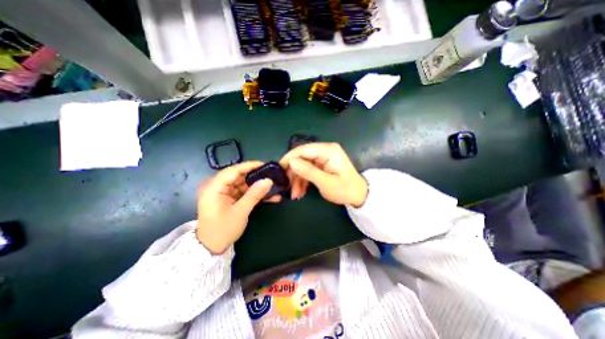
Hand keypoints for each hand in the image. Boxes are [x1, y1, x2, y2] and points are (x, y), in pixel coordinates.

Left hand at [195, 162, 279, 253]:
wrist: (210, 248)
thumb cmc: (222, 230)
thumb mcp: (240, 212)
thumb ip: (254, 195)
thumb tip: (268, 181)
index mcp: (214, 187)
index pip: (233, 170)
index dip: (250, 166)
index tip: (265, 165)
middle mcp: (217, 187)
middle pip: (239, 176)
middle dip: (256, 176)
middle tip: (271, 176)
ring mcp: (223, 193)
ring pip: (242, 184)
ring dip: (257, 186)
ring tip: (272, 186)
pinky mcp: (228, 198)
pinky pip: (242, 192)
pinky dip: (254, 194)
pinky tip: (267, 196)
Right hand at [280, 141, 368, 206]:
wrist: (359, 195)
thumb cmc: (345, 190)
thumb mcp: (326, 183)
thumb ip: (308, 171)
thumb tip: (291, 162)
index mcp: (328, 150)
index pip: (303, 150)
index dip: (289, 158)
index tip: (279, 169)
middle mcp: (325, 150)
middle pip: (302, 157)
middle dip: (294, 173)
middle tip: (288, 187)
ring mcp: (323, 157)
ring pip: (303, 165)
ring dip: (298, 179)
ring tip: (296, 194)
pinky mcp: (322, 164)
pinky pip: (308, 169)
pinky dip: (304, 180)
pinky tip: (301, 191)